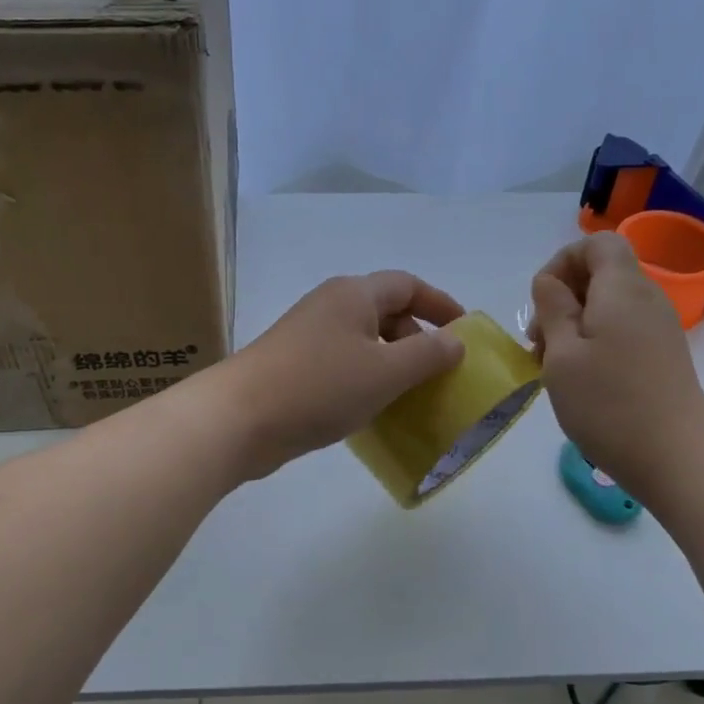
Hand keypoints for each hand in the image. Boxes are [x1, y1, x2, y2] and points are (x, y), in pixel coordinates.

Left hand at [210, 271, 466, 479]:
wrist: (240, 419)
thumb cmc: (320, 386)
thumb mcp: (385, 371)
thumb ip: (427, 355)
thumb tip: (455, 341)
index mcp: (353, 294)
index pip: (407, 285)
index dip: (439, 303)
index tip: (463, 331)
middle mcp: (329, 307)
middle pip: (384, 312)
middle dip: (415, 338)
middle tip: (437, 373)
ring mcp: (307, 338)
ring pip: (362, 342)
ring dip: (390, 364)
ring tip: (411, 396)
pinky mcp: (293, 368)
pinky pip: (341, 366)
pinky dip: (364, 381)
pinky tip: (372, 411)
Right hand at [531, 232, 703, 500]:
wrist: (675, 455)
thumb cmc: (608, 402)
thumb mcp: (561, 354)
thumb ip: (552, 309)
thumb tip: (550, 282)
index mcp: (622, 288)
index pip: (597, 243)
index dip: (563, 261)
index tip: (542, 300)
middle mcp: (646, 298)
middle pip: (602, 273)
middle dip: (562, 297)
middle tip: (538, 341)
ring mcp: (657, 327)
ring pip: (608, 304)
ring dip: (574, 324)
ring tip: (552, 365)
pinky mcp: (661, 354)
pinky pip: (621, 329)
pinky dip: (594, 341)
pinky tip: (578, 378)